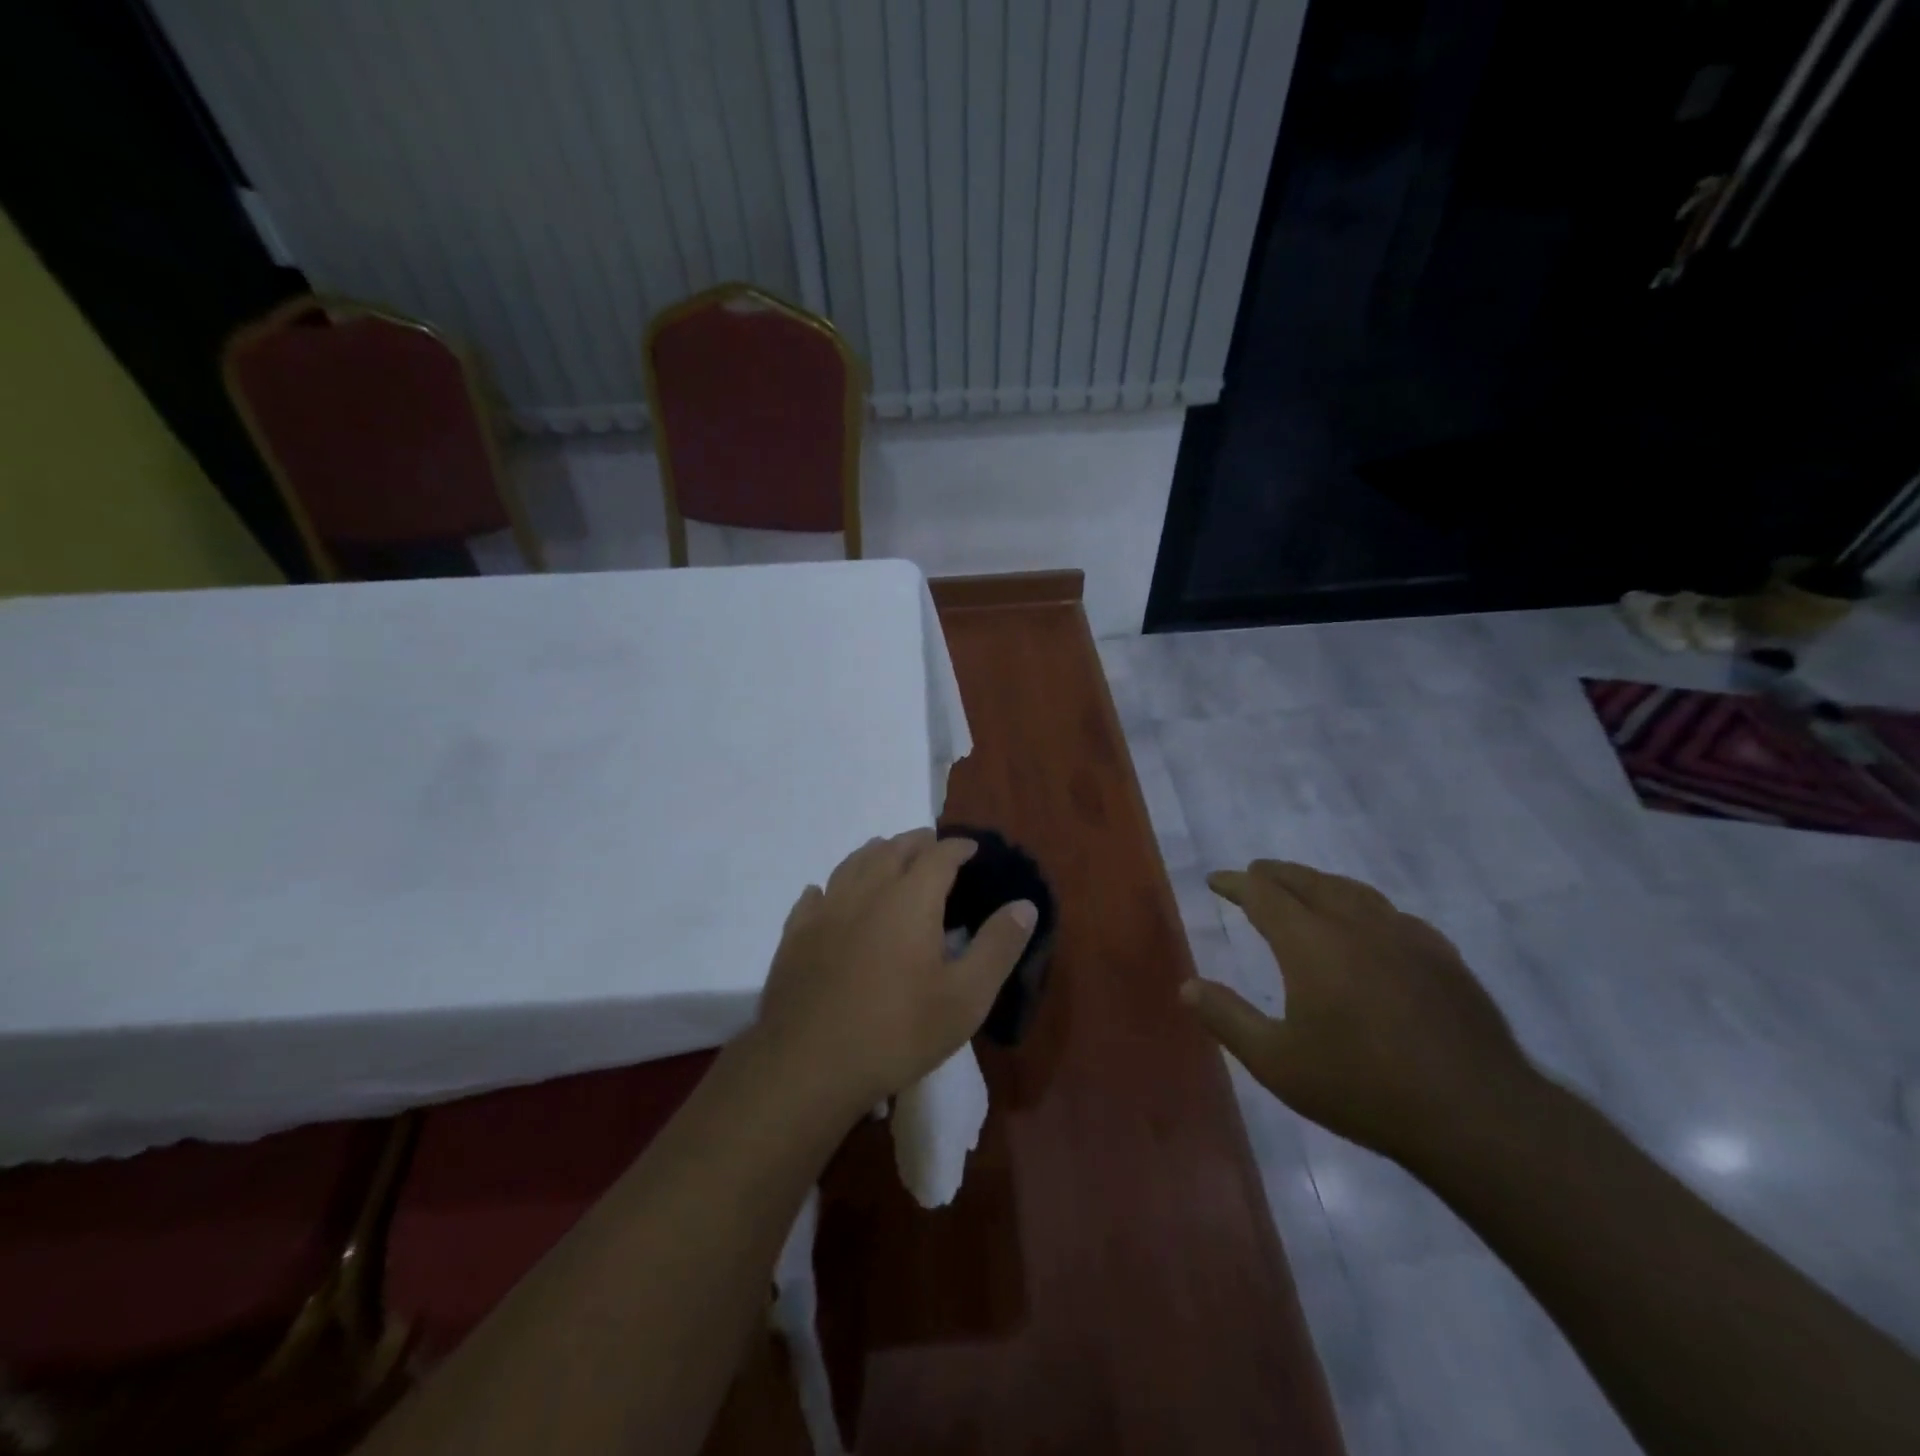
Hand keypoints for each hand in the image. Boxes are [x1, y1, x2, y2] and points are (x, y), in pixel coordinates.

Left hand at [755, 829, 1036, 1109]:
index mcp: (910, 899)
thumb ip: (998, 946)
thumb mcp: (966, 998)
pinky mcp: (795, 935)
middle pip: (893, 850)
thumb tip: (1025, 905)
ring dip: (876, 853)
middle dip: (917, 843)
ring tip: (887, 855)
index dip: (958, 847)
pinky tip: (826, 894)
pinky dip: (830, 887)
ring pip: (852, 864)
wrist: (808, 1064)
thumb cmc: (897, 1031)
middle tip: (933, 847)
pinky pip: (814, 896)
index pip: (939, 855)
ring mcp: (826, 911)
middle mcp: (866, 891)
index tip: (971, 848)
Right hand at [1183, 859, 1537, 1166]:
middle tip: (1255, 873)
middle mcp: (1356, 925)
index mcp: (1311, 943)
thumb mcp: (1277, 1063)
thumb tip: (1186, 986)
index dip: (1236, 883)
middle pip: (1308, 881)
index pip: (1264, 895)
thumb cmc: (1363, 1088)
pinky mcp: (1442, 956)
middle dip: (1275, 874)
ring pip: (1352, 890)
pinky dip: (1363, 905)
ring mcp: (1404, 936)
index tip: (1217, 880)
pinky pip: (1391, 913)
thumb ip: (1227, 1018)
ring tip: (1303, 887)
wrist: (1476, 1116)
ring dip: (1319, 882)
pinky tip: (1369, 924)